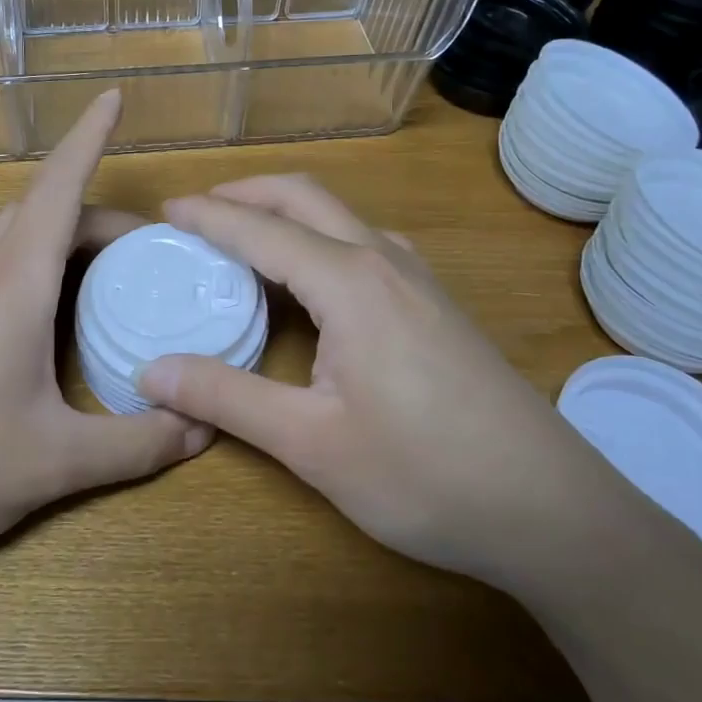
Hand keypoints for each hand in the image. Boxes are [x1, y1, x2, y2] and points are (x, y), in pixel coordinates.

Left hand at [0, 91, 209, 592]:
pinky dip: (21, 259)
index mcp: (13, 283)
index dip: (90, 136)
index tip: (113, 97)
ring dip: (56, 233)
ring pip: (7, 233)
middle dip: (98, 215)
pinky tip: (30, 311)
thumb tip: (202, 427)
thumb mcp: (57, 463)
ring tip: (94, 273)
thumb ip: (138, 443)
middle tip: (147, 253)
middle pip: (42, 209)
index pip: (59, 186)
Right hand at [136, 175, 635, 593]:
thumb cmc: (425, 474)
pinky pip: (362, 243)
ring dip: (285, 213)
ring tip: (242, 238)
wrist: (551, 509)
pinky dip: (317, 239)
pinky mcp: (435, 302)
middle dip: (246, 192)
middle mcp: (384, 259)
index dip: (207, 217)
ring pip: (339, 217)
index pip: (260, 229)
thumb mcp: (311, 444)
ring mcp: (417, 277)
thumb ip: (227, 397)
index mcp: (349, 281)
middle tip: (196, 212)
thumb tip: (150, 372)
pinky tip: (309, 278)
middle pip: (304, 198)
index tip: (164, 211)